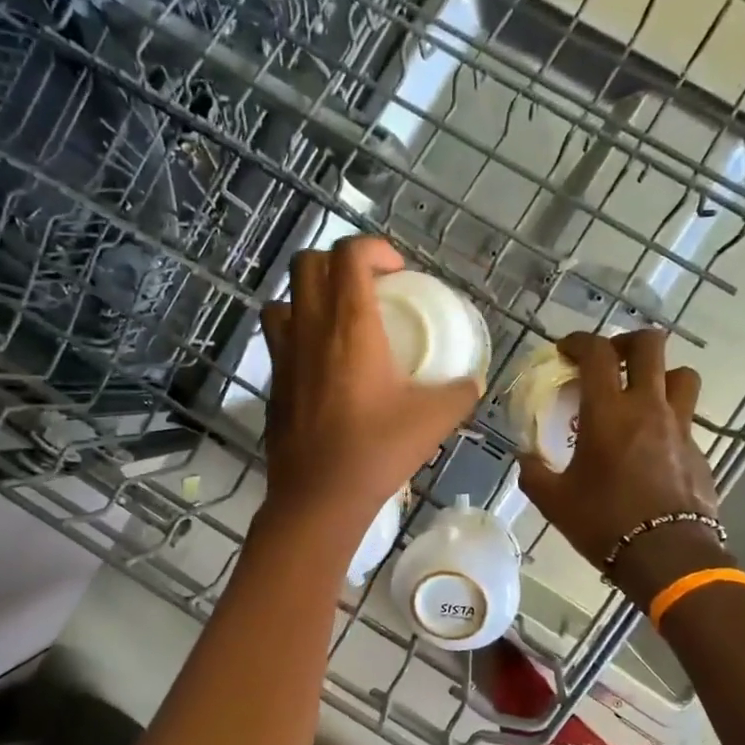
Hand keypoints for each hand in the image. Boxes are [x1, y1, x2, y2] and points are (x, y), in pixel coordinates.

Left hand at [258, 237, 478, 530]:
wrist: (319, 496)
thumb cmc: (376, 451)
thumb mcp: (434, 420)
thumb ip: (460, 392)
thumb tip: (472, 382)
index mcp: (350, 325)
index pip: (349, 254)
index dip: (373, 248)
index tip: (397, 272)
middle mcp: (310, 328)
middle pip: (308, 262)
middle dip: (338, 261)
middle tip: (368, 288)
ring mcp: (284, 353)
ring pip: (284, 296)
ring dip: (310, 294)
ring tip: (338, 318)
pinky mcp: (273, 381)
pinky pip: (277, 335)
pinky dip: (297, 330)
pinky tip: (321, 361)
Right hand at [515, 329, 725, 600]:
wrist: (667, 556)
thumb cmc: (604, 522)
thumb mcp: (555, 501)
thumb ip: (534, 472)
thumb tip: (526, 459)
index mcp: (608, 412)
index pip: (598, 353)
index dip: (580, 341)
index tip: (566, 350)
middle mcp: (648, 407)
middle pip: (651, 346)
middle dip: (628, 342)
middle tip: (610, 359)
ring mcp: (680, 427)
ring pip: (681, 375)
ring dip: (660, 374)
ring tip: (640, 394)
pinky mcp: (698, 450)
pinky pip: (686, 417)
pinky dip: (668, 417)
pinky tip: (651, 443)